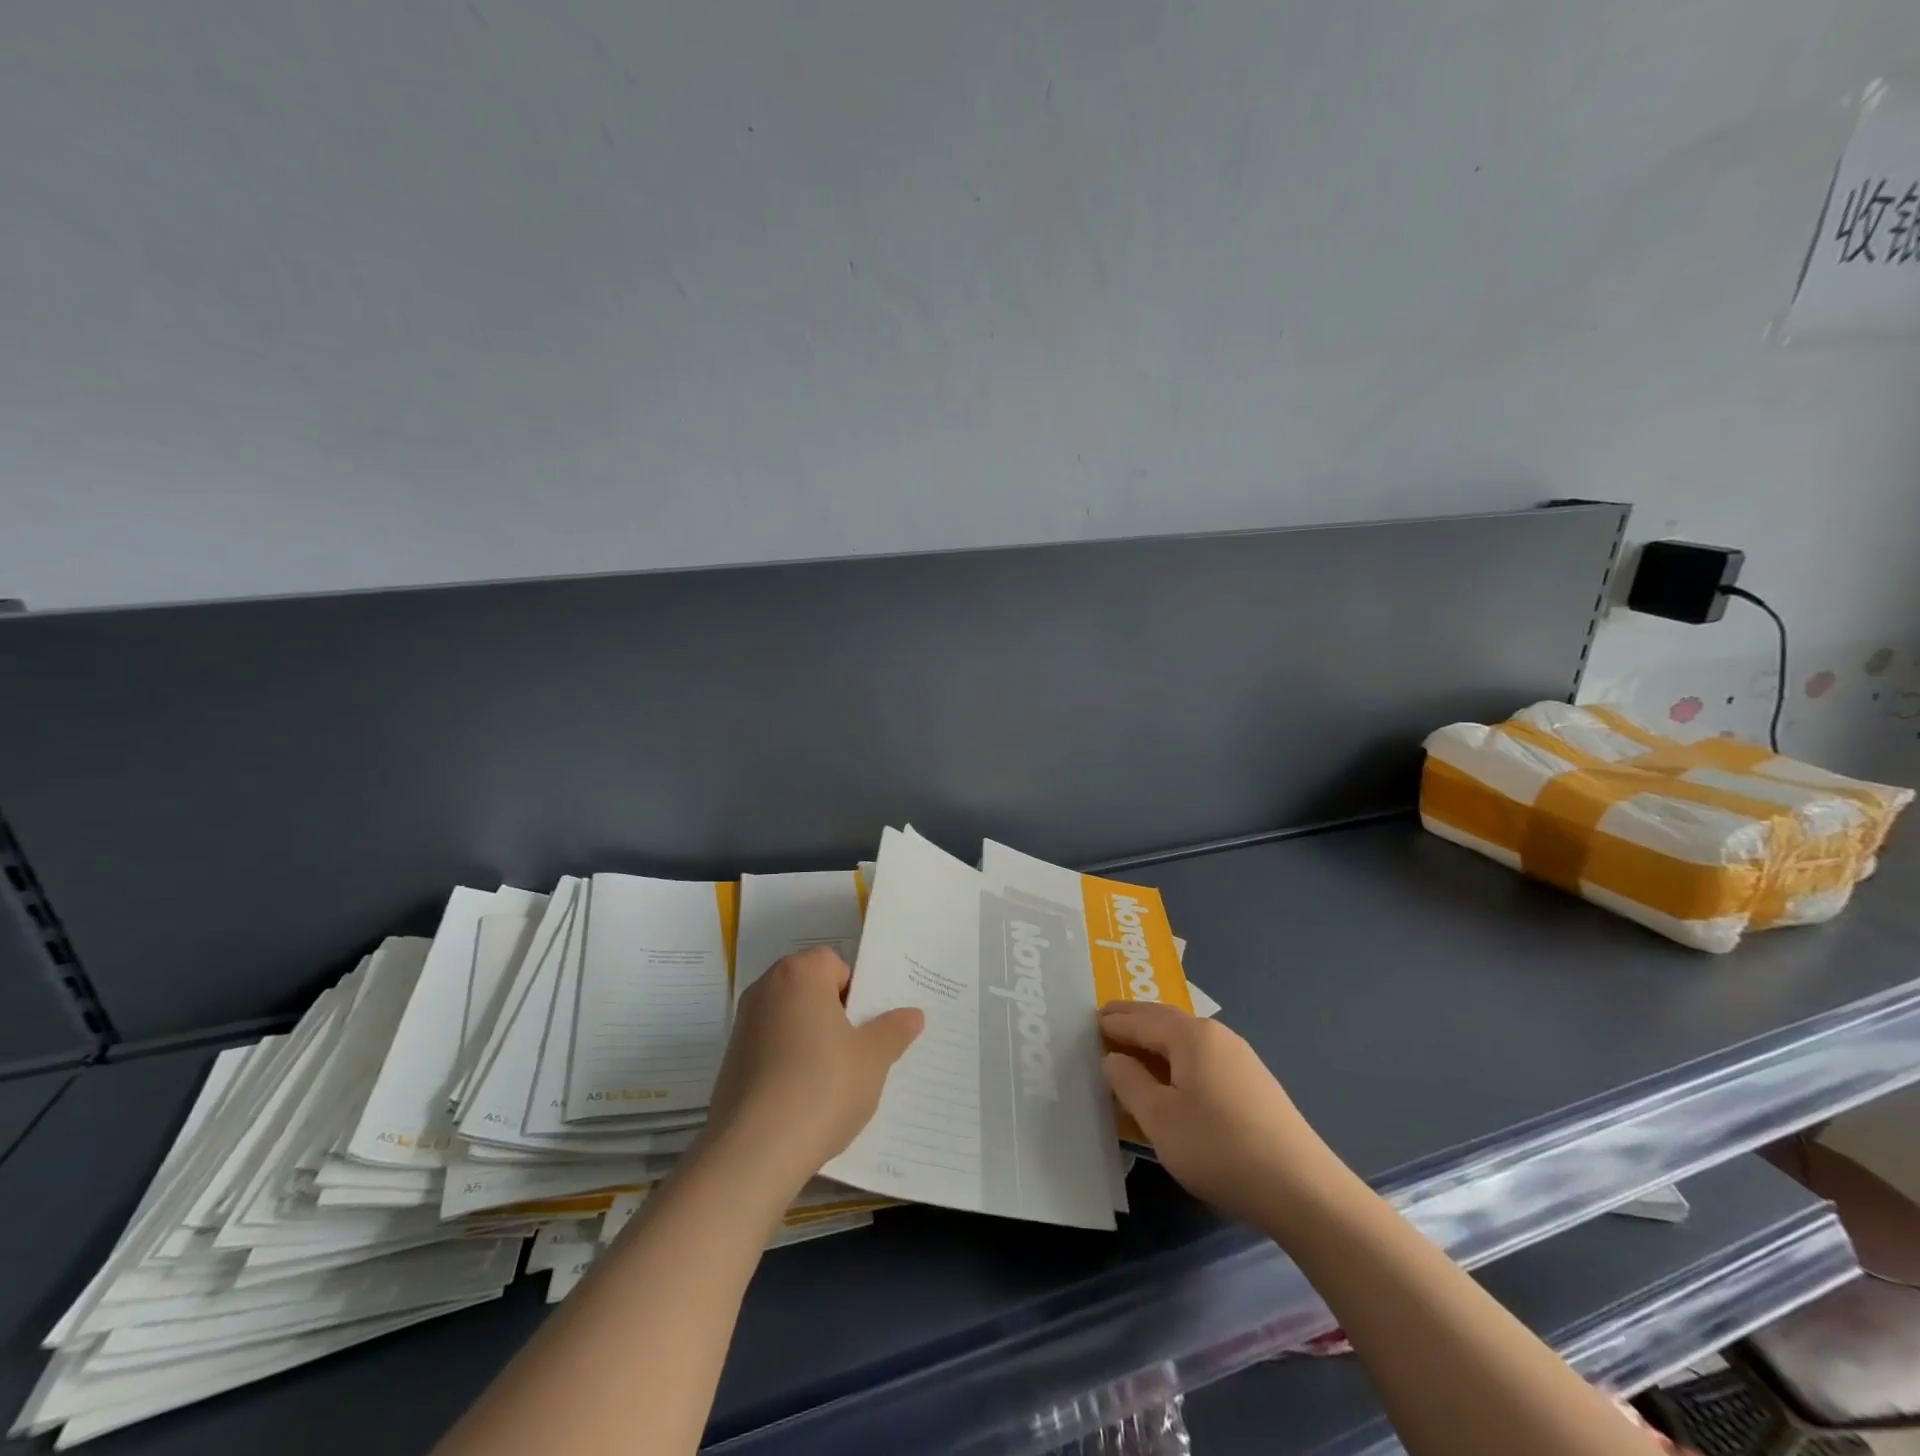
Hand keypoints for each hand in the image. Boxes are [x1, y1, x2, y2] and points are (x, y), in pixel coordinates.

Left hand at [705, 947, 923, 1195]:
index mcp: (800, 974)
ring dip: (811, 1040)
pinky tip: (803, 1100)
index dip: (855, 991)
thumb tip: (913, 1015)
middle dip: (834, 1015)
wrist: (754, 1150)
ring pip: (790, 1021)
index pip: (834, 963)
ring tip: (833, 1081)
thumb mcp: (873, 1058)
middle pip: (810, 989)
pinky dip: (788, 1063)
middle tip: (858, 1051)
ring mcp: (743, 1025)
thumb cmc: (822, 1086)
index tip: (867, 1026)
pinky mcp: (731, 1061)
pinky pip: (771, 1049)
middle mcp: (766, 989)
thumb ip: (894, 1030)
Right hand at [1102, 1000, 1340, 1226]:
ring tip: (1135, 1052)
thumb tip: (1114, 1058)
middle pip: (1166, 1021)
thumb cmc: (1218, 1147)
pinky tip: (1175, 1081)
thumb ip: (1129, 1082)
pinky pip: (1204, 1059)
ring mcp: (1241, 1059)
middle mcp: (1216, 1036)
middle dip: (1135, 1022)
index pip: (1140, 1020)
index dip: (1113, 1022)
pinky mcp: (1255, 1084)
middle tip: (1106, 1024)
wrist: (1302, 1189)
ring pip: (1187, 1041)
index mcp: (1190, 1036)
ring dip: (1157, 1042)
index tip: (1089, 1021)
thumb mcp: (1159, 1118)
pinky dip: (1178, 1060)